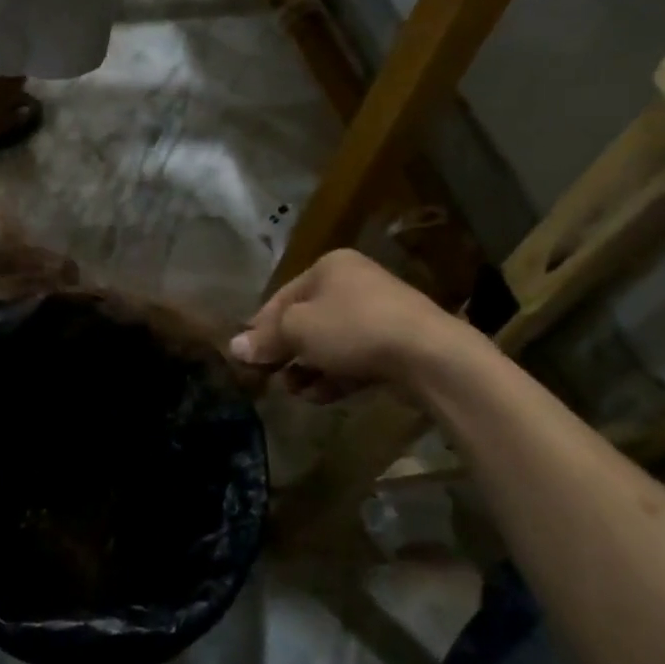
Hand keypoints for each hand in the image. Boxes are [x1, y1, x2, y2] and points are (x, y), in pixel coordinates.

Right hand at [230, 249, 471, 400]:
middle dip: (286, 351)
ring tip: (295, 391)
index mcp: (328, 267)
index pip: (281, 297)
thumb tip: (234, 348)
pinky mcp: (396, 344)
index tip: (246, 358)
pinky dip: (335, 375)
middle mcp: (353, 283)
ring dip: (308, 368)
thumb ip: (266, 339)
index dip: (260, 328)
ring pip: (329, 342)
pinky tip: (320, 396)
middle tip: (269, 378)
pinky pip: (354, 358)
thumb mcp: (298, 330)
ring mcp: (378, 314)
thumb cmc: (353, 328)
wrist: (429, 356)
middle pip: (305, 320)